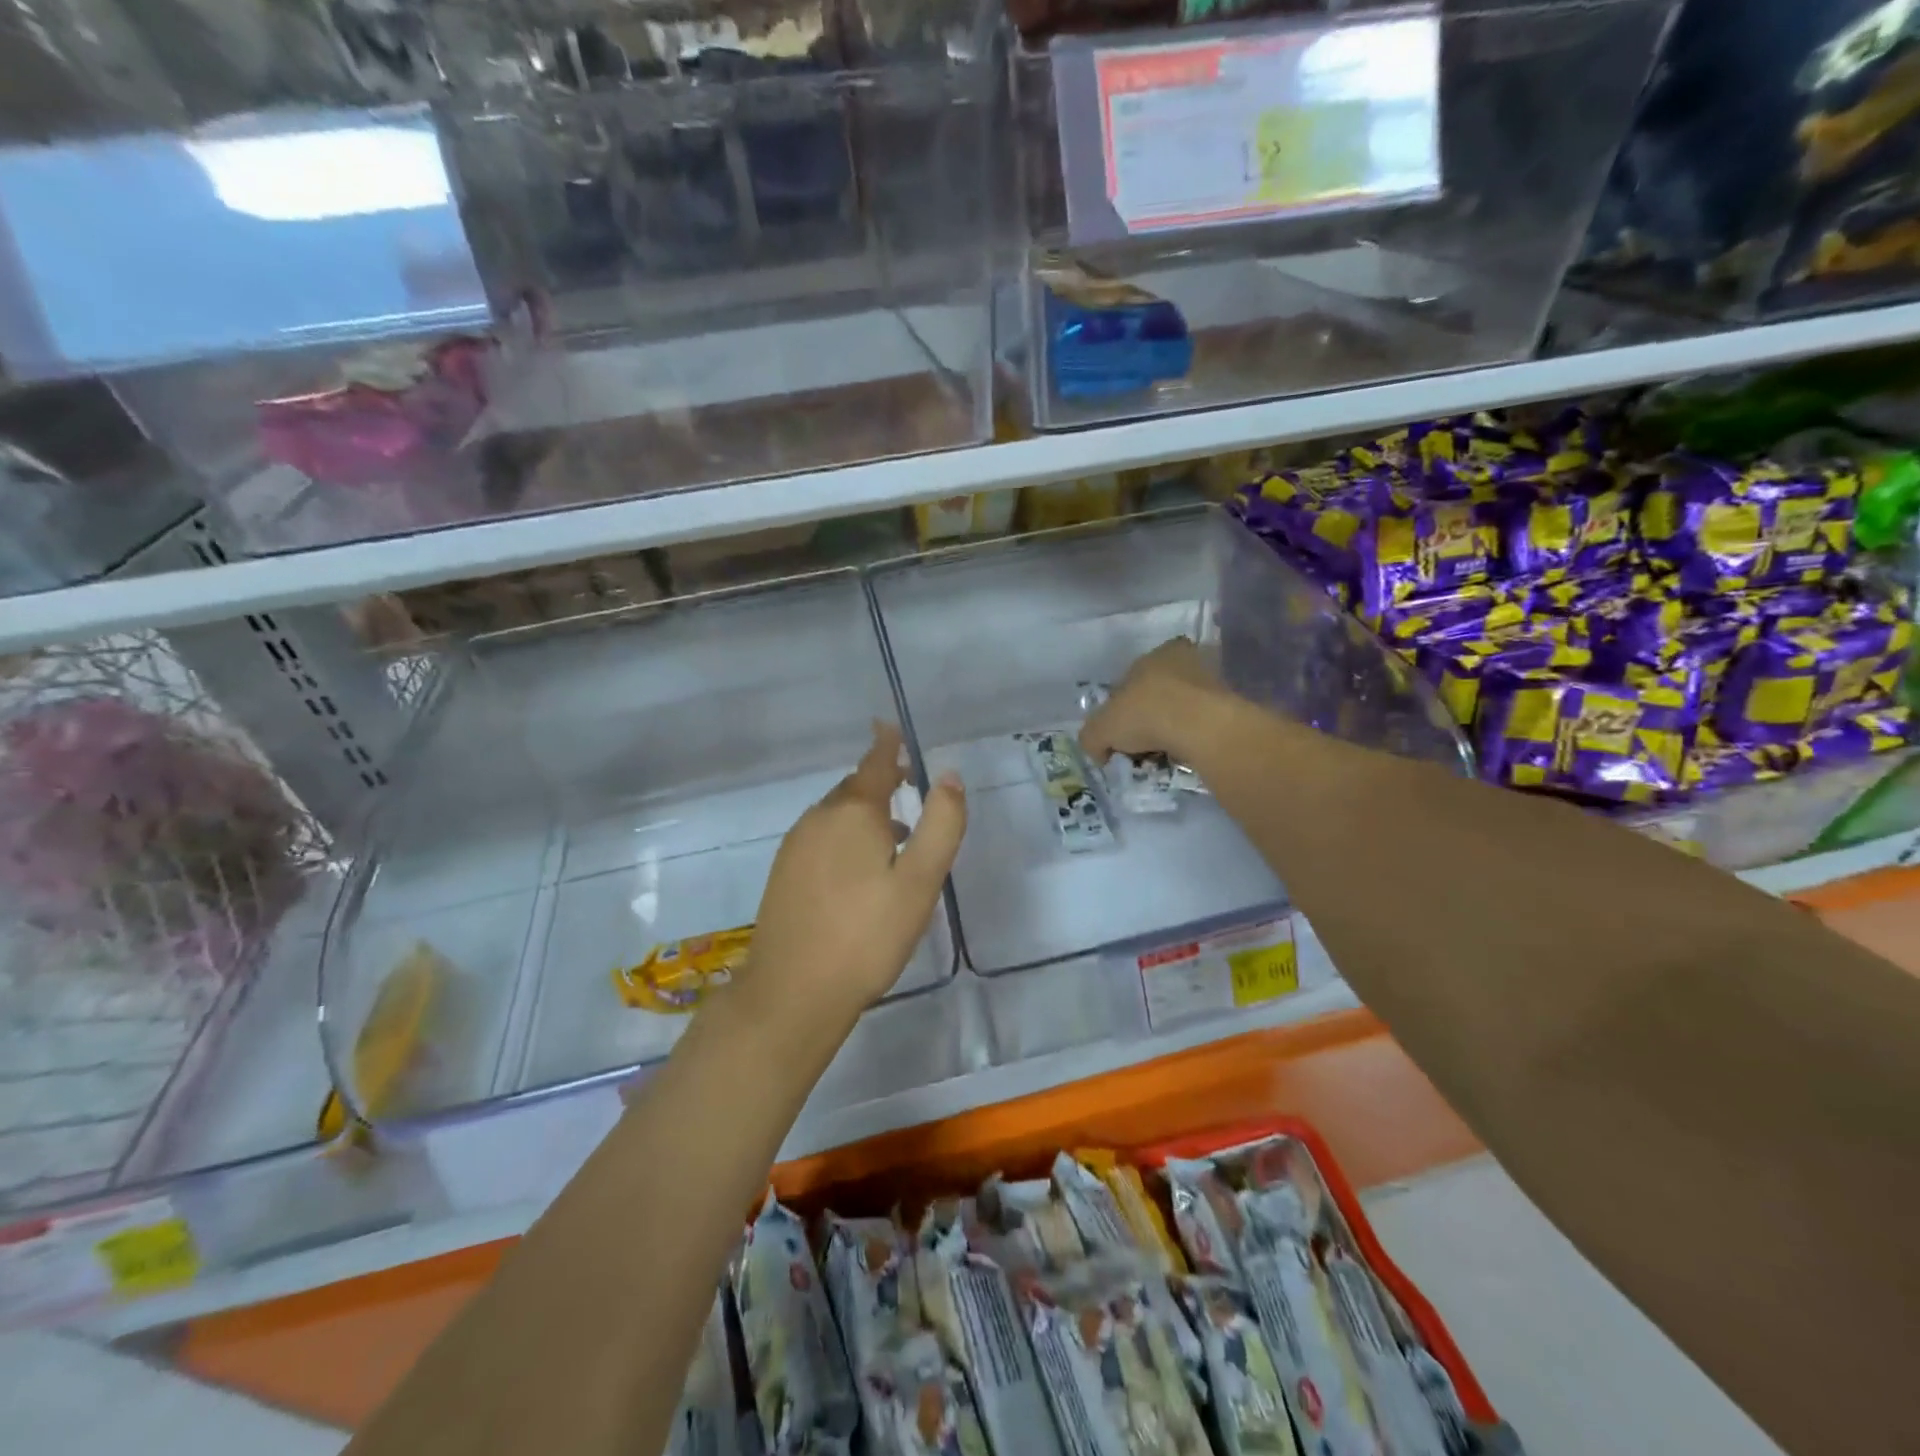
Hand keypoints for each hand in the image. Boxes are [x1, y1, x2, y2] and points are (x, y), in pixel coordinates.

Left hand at [740, 723, 965, 1032]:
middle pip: (854, 788)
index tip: (891, 725)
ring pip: (836, 815)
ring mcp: (795, 846)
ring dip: (866, 813)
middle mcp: (819, 819)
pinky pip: (822, 837)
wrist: (792, 993)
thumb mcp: (919, 882)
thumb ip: (940, 825)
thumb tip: (948, 776)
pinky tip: (860, 868)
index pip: (874, 764)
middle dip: (881, 782)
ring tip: (896, 833)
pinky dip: (846, 836)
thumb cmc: (866, 935)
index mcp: (853, 813)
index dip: (887, 744)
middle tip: (908, 784)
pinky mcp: (784, 874)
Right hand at [1080, 637, 1240, 767]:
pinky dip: (1190, 740)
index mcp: (1156, 653)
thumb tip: (1099, 752)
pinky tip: (1182, 756)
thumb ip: (1092, 738)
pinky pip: (1200, 726)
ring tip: (1162, 756)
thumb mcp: (1100, 729)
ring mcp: (1213, 682)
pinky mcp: (1230, 706)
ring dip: (1170, 731)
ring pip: (1181, 711)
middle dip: (1147, 720)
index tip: (1118, 735)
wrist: (1201, 727)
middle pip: (1157, 695)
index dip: (1120, 710)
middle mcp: (1186, 660)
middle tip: (1140, 747)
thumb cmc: (1146, 714)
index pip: (1130, 681)